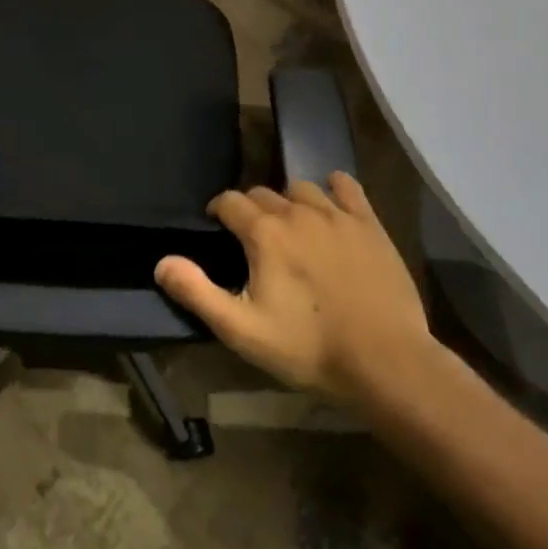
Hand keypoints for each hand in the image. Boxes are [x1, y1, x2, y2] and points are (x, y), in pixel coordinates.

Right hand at [155, 173, 430, 400]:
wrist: (386, 362)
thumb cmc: (308, 348)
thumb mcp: (242, 330)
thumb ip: (197, 292)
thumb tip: (161, 263)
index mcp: (264, 233)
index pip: (230, 201)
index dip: (218, 210)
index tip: (217, 226)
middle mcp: (297, 212)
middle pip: (263, 193)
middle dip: (251, 209)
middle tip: (252, 238)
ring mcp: (337, 215)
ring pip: (301, 188)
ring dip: (288, 201)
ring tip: (290, 226)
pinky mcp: (369, 225)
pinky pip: (346, 186)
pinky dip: (333, 188)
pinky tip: (331, 203)